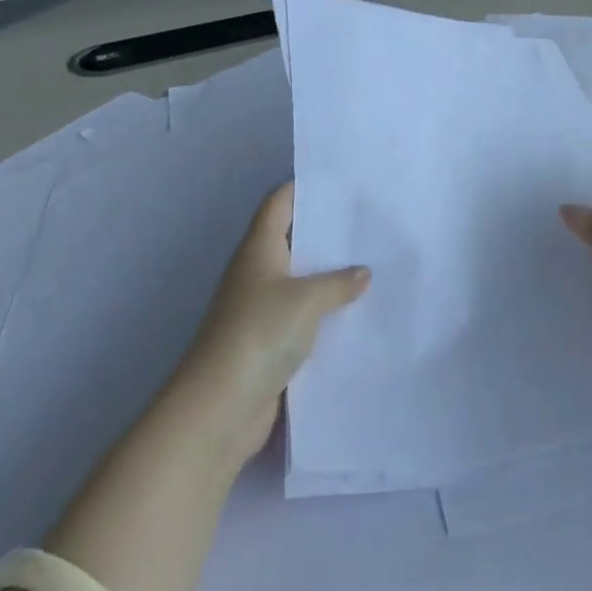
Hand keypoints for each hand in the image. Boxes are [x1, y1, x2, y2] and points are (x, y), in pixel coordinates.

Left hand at [173, 182, 368, 463]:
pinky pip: (302, 315)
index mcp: (259, 248)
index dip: (305, 187)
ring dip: (329, 275)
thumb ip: (338, 282)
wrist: (220, 408)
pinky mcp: (269, 342)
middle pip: (293, 239)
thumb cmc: (259, 334)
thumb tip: (362, 272)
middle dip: (326, 232)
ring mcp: (261, 308)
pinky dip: (325, 311)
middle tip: (368, 223)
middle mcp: (257, 272)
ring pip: (300, 279)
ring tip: (371, 263)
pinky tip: (355, 312)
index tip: (342, 182)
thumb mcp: (306, 300)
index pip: (280, 202)